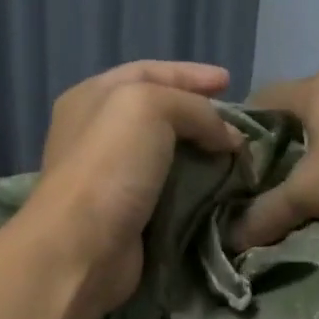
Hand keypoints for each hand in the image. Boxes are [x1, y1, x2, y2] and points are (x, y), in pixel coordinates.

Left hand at [31, 61, 244, 311]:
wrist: (82, 247)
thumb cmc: (109, 165)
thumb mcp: (150, 108)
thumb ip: (195, 109)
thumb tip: (228, 137)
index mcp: (92, 97)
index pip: (148, 71)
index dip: (190, 74)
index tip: (229, 81)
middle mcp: (96, 132)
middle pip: (158, 112)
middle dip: (199, 114)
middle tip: (236, 123)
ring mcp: (110, 174)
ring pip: (166, 152)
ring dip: (202, 152)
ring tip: (236, 155)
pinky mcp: (126, 212)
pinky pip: (169, 188)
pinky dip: (196, 185)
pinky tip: (220, 186)